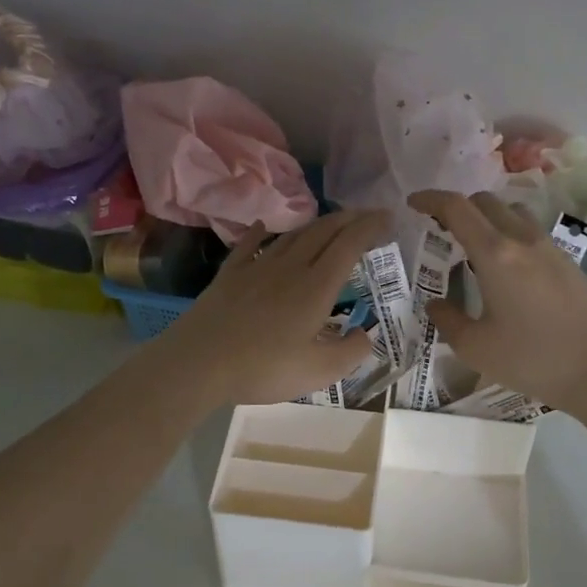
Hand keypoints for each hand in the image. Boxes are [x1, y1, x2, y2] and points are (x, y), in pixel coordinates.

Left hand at [153, 211, 387, 407]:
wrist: (199, 363)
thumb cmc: (264, 368)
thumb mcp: (319, 371)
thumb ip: (351, 352)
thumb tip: (366, 335)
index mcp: (316, 287)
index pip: (349, 245)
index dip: (370, 227)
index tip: (387, 217)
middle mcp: (290, 267)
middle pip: (323, 232)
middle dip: (349, 219)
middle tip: (366, 215)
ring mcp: (257, 268)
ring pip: (292, 236)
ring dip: (315, 225)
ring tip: (330, 223)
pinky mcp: (230, 275)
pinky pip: (249, 246)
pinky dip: (262, 233)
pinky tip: (264, 226)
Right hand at [409, 190, 586, 416]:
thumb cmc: (531, 359)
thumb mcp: (475, 347)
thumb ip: (447, 320)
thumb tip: (436, 304)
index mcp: (495, 253)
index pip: (457, 208)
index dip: (430, 199)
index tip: (413, 203)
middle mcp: (523, 239)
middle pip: (485, 202)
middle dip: (458, 208)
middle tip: (441, 231)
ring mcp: (550, 248)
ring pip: (512, 213)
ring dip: (487, 219)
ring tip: (474, 248)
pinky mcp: (568, 262)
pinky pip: (531, 233)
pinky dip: (510, 235)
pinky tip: (507, 270)